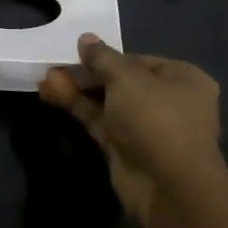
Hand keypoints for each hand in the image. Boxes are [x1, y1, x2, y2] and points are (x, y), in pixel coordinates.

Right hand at [39, 34, 222, 221]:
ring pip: (106, 101)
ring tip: (44, 80)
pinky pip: (99, 121)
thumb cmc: (156, 119)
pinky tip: (50, 94)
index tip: (77, 52)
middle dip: (86, 74)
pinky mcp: (127, 148)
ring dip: (77, 90)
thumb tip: (85, 39)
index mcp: (182, 79)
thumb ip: (102, 57)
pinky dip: (77, 107)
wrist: (169, 188)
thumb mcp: (126, 78)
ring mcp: (147, 127)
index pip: (138, 60)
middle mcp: (168, 102)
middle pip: (120, 81)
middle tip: (54, 66)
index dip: (107, 56)